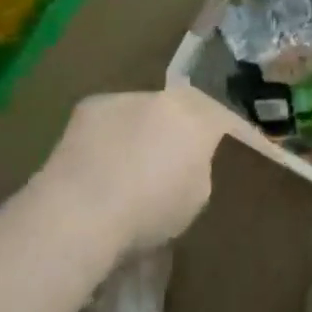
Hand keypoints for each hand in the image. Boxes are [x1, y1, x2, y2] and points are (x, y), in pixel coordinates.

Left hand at [40, 89, 227, 255]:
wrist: (83, 210)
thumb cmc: (147, 213)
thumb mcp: (193, 200)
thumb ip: (196, 170)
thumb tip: (185, 161)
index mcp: (197, 121)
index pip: (221, 116)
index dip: (226, 129)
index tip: (228, 142)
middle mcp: (165, 99)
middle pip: (180, 108)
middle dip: (178, 128)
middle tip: (171, 156)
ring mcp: (127, 98)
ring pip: (142, 111)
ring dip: (142, 130)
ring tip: (129, 162)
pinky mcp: (91, 106)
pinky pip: (109, 119)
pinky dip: (109, 135)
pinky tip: (98, 162)